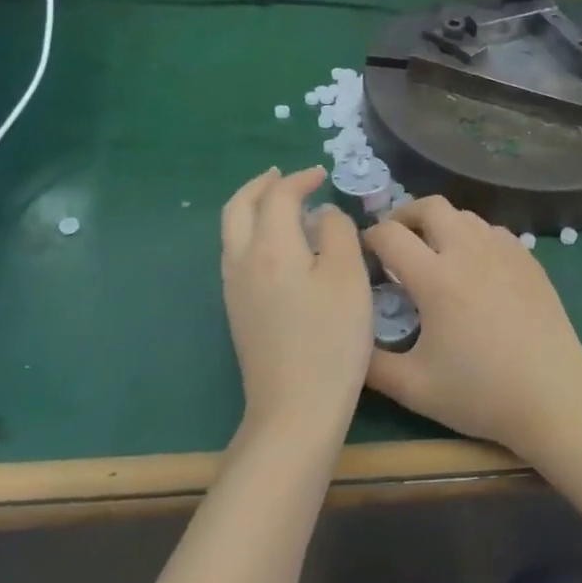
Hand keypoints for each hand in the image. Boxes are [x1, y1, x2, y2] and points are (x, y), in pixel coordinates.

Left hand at [221, 167, 373, 440]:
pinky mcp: (238, 312)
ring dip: (254, 209)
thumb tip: (324, 214)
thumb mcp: (348, 277)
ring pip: (233, 232)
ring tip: (282, 206)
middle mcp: (242, 261)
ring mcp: (234, 289)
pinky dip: (254, 234)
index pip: (278, 196)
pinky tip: (280, 248)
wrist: (296, 408)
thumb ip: (338, 233)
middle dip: (261, 186)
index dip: (300, 179)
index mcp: (271, 247)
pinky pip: (237, 255)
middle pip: (238, 208)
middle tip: (286, 177)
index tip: (323, 174)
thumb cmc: (331, 339)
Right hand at [363, 196, 581, 460]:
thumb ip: (371, 363)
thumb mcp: (414, 388)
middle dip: (404, 216)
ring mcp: (504, 251)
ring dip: (440, 225)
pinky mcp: (529, 259)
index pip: (390, 235)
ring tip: (433, 254)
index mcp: (436, 278)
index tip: (364, 255)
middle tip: (396, 242)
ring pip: (464, 215)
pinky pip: (493, 231)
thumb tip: (348, 340)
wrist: (553, 396)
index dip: (368, 238)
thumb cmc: (480, 394)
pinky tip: (474, 268)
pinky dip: (473, 237)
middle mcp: (469, 251)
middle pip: (430, 206)